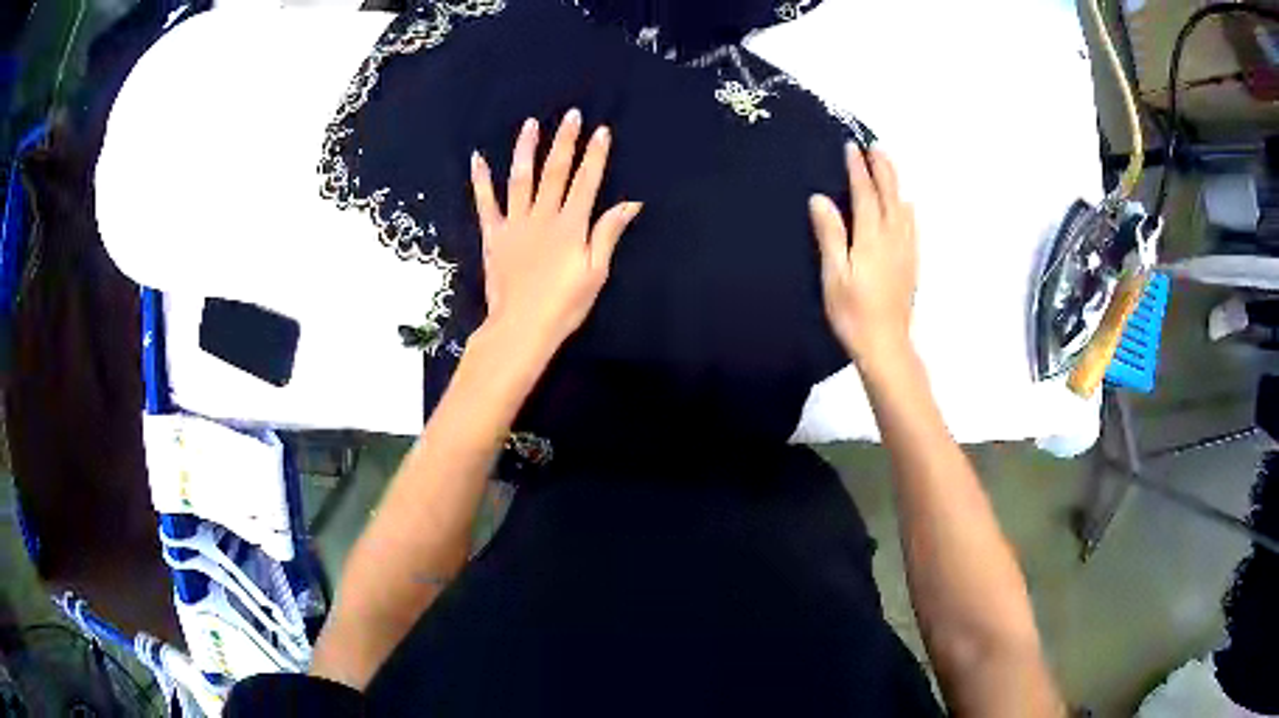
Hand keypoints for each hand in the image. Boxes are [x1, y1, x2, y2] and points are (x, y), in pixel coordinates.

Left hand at [471, 109, 642, 358]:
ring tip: (531, 124)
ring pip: (521, 178)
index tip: (601, 131)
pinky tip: (477, 158)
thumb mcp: (595, 273)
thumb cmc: (564, 305)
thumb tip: (630, 203)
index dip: (595, 155)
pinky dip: (481, 180)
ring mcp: (515, 224)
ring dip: (526, 149)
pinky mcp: (493, 235)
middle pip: (555, 172)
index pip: (587, 182)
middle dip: (565, 141)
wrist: (521, 327)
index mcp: (571, 226)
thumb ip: (608, 234)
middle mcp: (543, 216)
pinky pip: (486, 203)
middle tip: (571, 115)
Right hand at [810, 146, 916, 368]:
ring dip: (895, 183)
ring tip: (888, 165)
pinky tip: (907, 205)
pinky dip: (908, 208)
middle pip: (889, 195)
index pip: (864, 194)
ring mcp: (905, 250)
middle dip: (881, 169)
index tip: (851, 148)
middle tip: (874, 147)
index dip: (857, 170)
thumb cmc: (853, 313)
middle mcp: (892, 237)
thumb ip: (830, 235)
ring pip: (902, 207)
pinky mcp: (911, 263)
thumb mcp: (834, 275)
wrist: (886, 344)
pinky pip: (912, 226)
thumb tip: (820, 199)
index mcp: (871, 238)